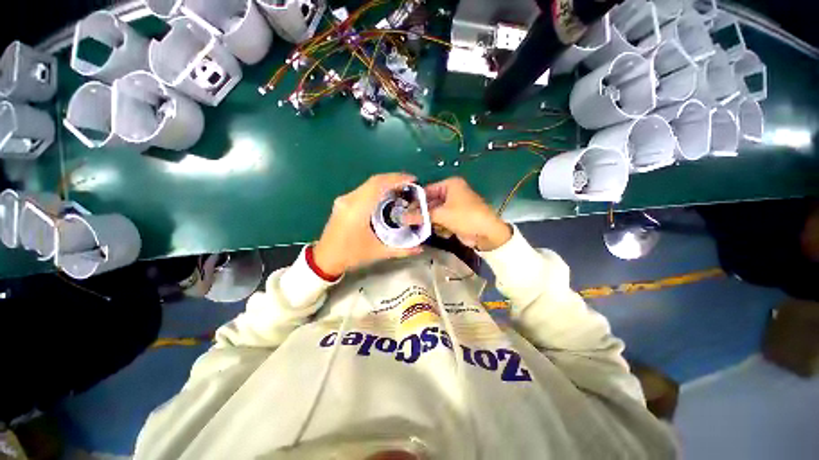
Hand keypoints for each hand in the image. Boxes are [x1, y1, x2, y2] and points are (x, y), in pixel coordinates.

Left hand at [313, 173, 422, 275]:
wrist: (325, 258)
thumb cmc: (351, 255)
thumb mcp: (378, 253)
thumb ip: (401, 250)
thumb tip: (421, 248)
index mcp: (357, 209)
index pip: (377, 185)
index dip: (396, 178)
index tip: (413, 179)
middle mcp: (349, 199)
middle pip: (374, 181)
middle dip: (394, 180)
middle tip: (411, 185)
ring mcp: (344, 199)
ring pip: (368, 184)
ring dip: (386, 184)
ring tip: (402, 190)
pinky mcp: (343, 202)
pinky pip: (363, 190)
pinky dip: (377, 190)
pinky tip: (387, 197)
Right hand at [406, 177, 511, 250]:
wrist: (487, 233)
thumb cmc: (465, 217)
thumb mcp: (442, 214)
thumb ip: (422, 215)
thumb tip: (402, 217)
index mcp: (450, 185)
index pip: (426, 190)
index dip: (415, 201)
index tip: (404, 210)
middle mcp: (451, 193)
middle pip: (430, 202)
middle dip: (423, 213)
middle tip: (410, 222)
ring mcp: (453, 206)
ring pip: (434, 213)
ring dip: (431, 221)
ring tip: (429, 228)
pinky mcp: (455, 217)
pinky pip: (441, 220)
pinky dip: (440, 226)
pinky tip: (444, 231)